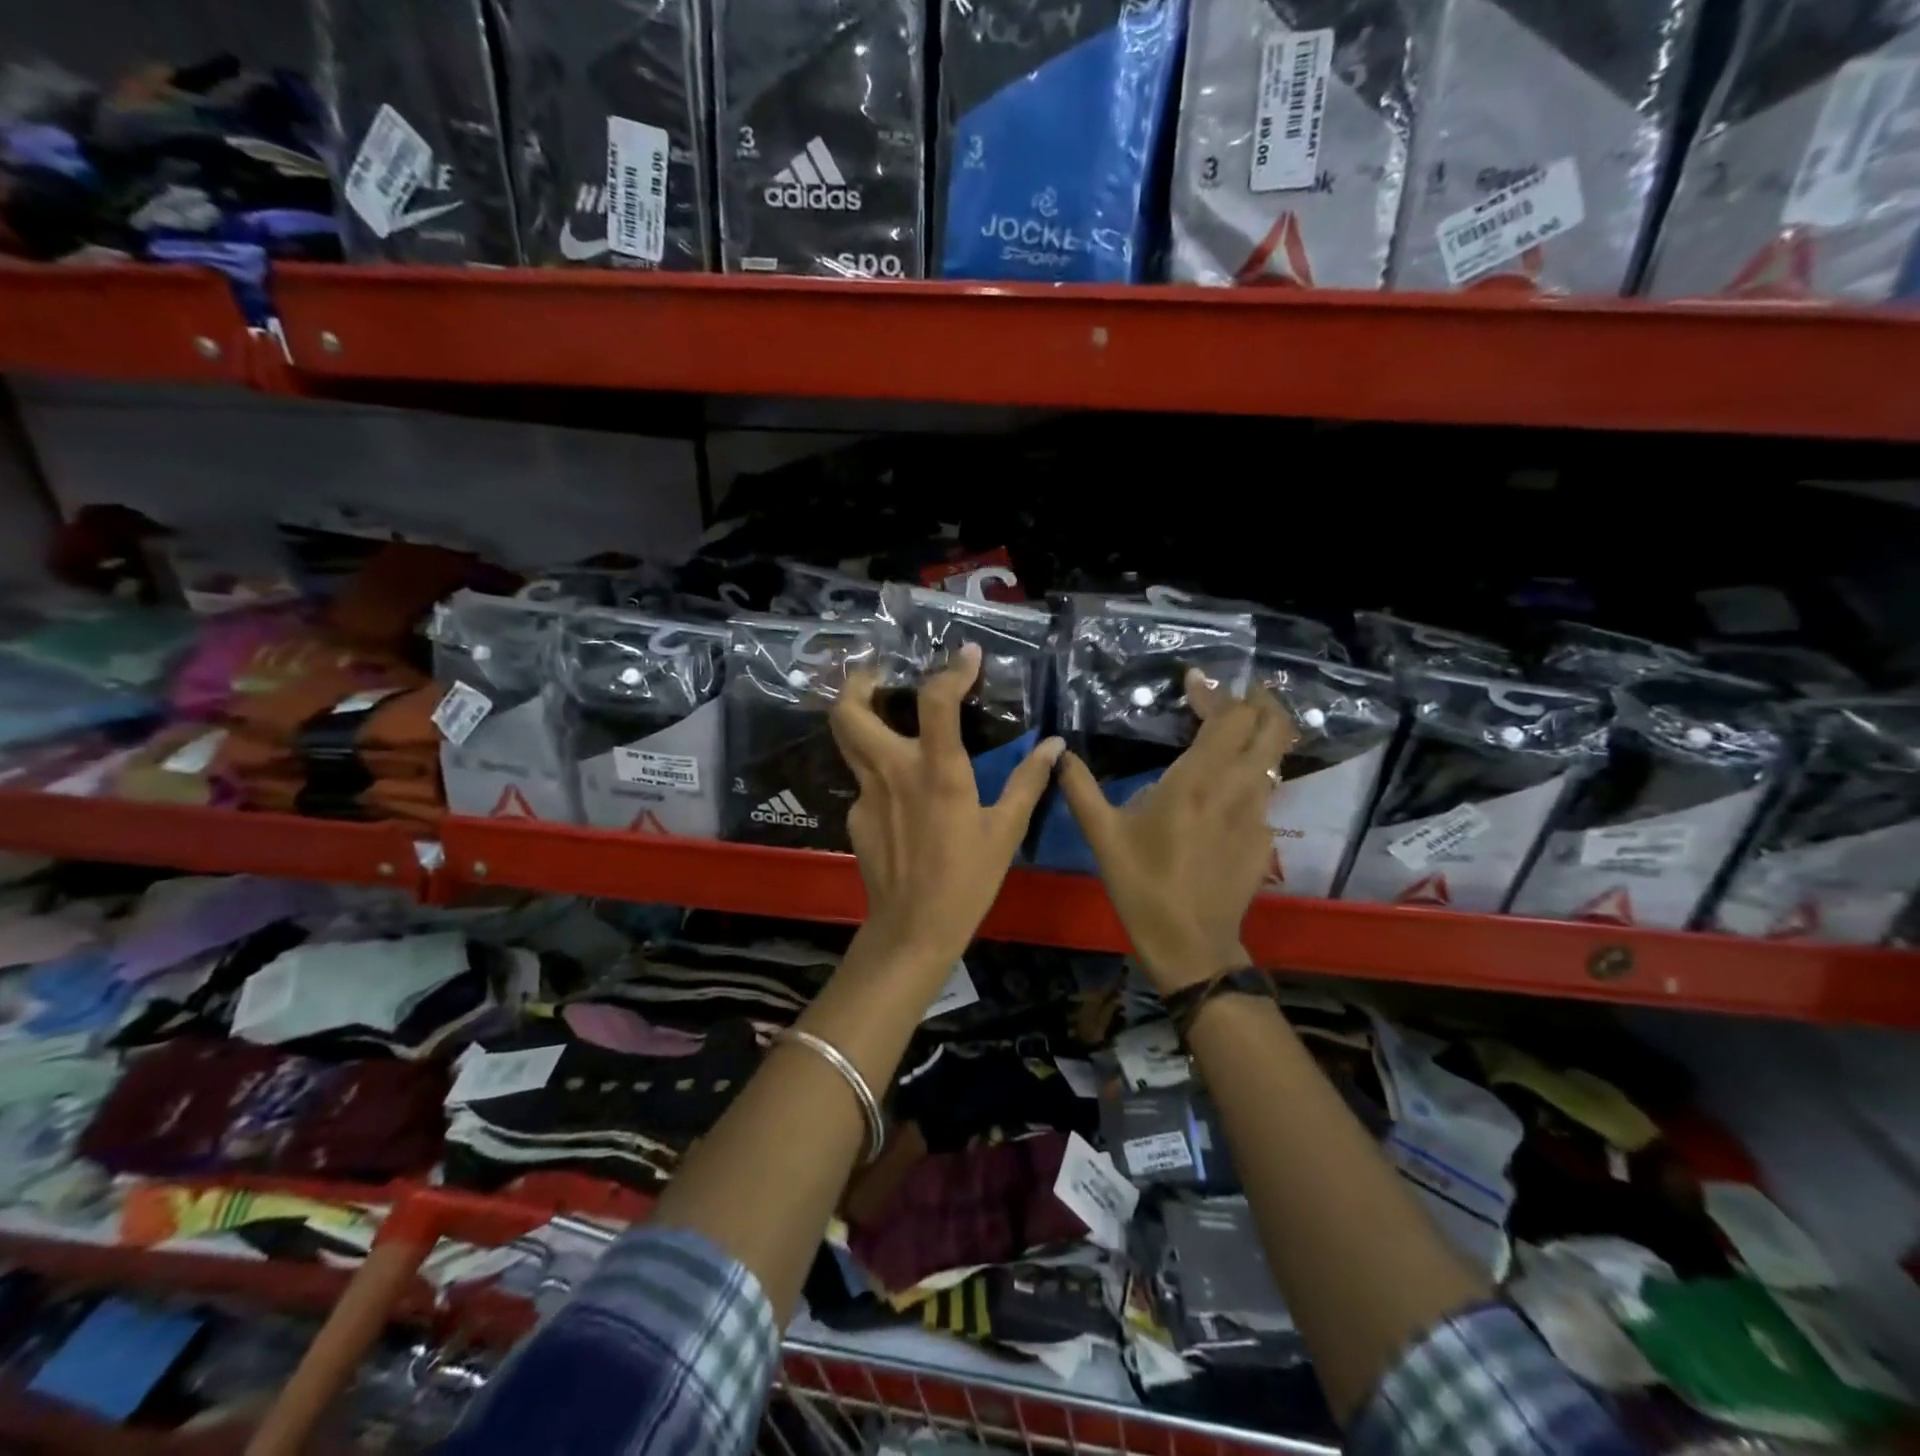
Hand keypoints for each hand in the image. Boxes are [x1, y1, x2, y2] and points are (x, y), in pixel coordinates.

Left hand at [831, 644, 1064, 973]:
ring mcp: (865, 794)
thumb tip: (1055, 746)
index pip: (937, 700)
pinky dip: (878, 772)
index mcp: (937, 772)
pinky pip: (862, 780)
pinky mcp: (854, 816)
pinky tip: (900, 794)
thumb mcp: (1005, 831)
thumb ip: (1028, 782)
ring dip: (858, 715)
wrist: (913, 929)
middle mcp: (892, 772)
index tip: (967, 655)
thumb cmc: (967, 880)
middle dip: (857, 682)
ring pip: (845, 740)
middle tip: (878, 673)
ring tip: (881, 710)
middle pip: (850, 711)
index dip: (952, 669)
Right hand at [1058, 672, 1294, 993]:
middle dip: (1261, 700)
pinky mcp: (1264, 840)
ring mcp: (1258, 815)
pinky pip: (1264, 793)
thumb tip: (1058, 753)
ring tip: (1235, 728)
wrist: (1191, 945)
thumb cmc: (1142, 885)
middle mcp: (1238, 789)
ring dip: (1259, 735)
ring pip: (1274, 759)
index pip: (1228, 717)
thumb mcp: (1102, 835)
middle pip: (1272, 727)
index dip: (1216, 692)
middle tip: (1238, 690)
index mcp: (1198, 781)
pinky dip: (1251, 775)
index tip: (1194, 680)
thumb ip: (1080, 788)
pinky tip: (1225, 789)